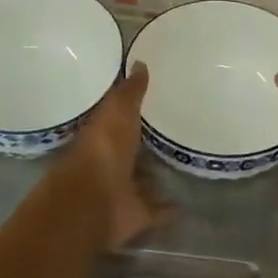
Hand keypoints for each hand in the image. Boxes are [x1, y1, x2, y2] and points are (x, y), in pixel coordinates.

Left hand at [61, 64, 170, 249]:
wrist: (92, 202)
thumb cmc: (103, 150)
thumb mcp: (117, 112)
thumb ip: (129, 91)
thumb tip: (140, 62)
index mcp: (101, 135)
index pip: (116, 118)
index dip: (129, 111)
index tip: (151, 101)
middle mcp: (109, 162)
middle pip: (129, 151)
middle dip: (142, 146)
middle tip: (169, 133)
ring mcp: (121, 190)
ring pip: (140, 180)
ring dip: (153, 177)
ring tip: (178, 166)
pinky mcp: (135, 215)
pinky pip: (154, 210)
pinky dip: (167, 209)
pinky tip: (185, 204)